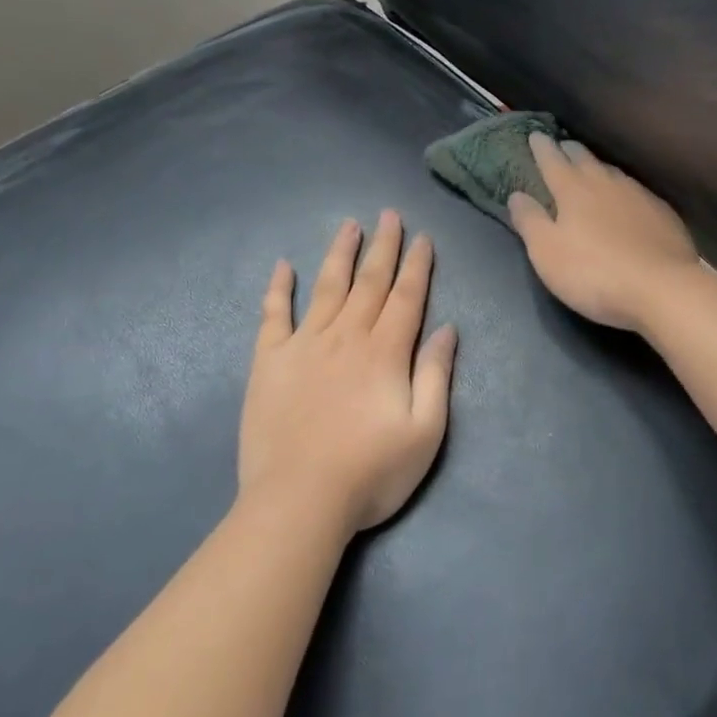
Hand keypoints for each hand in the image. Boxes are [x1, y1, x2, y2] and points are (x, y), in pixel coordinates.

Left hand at [238, 211, 457, 536]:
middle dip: (383, 246)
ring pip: (326, 287)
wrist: (299, 501)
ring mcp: (304, 345)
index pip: (407, 296)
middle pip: (369, 282)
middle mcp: (346, 336)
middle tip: (389, 215)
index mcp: (385, 352)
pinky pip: (273, 315)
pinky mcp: (269, 362)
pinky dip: (278, 288)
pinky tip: (282, 266)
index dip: (417, 265)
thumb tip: (447, 329)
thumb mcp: (425, 431)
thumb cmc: (370, 472)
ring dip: (340, 254)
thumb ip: (436, 375)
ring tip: (349, 226)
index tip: (422, 237)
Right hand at [508, 135, 699, 332]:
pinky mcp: (662, 213)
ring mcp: (638, 195)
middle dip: (570, 150)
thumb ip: (530, 221)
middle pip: (585, 159)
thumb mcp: (547, 252)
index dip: (541, 147)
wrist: (661, 288)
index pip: (552, 160)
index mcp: (573, 190)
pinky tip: (627, 200)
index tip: (535, 135)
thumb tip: (516, 194)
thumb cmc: (594, 272)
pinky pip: (636, 191)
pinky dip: (623, 189)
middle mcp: (606, 183)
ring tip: (592, 169)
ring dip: (598, 168)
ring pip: (612, 172)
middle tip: (562, 145)